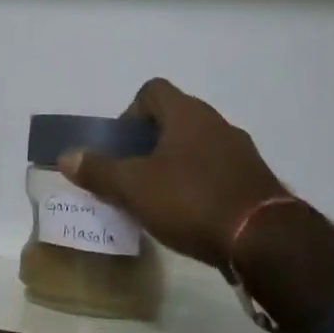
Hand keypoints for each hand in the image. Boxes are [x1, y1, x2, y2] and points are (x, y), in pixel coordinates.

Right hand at [58, 79, 333, 332]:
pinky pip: (219, 172)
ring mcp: (242, 152)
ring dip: (176, 164)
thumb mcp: (134, 187)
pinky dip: (201, 185)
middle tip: (133, 175)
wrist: (266, 241)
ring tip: (159, 200)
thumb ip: (99, 170)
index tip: (121, 146)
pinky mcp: (257, 182)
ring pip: (198, 147)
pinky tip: (192, 216)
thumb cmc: (192, 201)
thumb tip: (67, 156)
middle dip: (150, 143)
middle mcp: (217, 123)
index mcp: (187, 114)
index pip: (152, 90)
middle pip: (175, 119)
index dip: (130, 112)